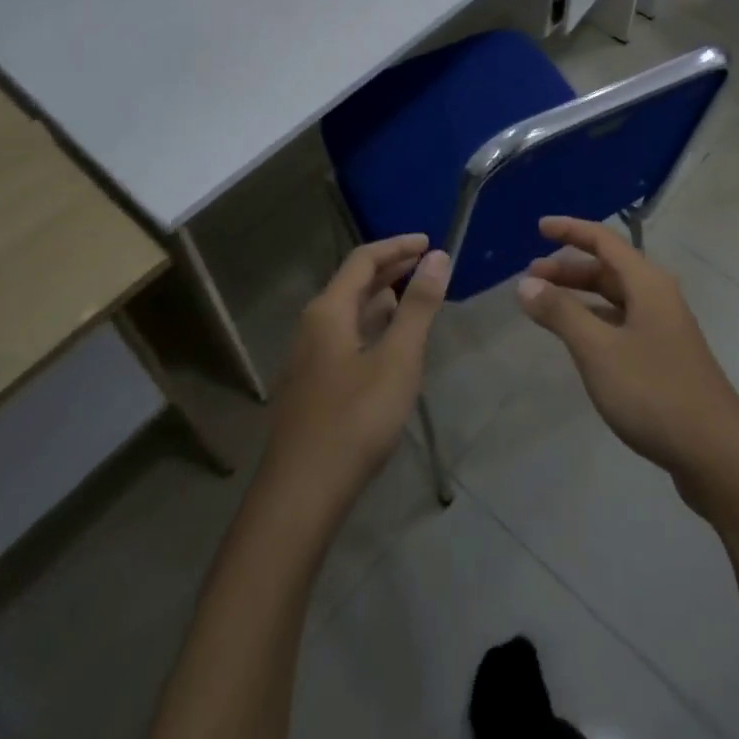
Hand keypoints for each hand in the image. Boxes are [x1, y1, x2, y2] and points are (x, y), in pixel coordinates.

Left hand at [263, 234, 449, 511]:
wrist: (301, 496)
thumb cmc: (355, 420)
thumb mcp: (398, 359)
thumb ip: (418, 306)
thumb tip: (437, 257)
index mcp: (328, 311)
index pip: (363, 259)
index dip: (397, 246)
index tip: (430, 242)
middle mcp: (313, 326)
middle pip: (353, 283)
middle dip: (391, 269)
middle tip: (428, 265)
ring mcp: (309, 358)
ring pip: (349, 312)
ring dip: (382, 298)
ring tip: (415, 297)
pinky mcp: (313, 385)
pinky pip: (346, 337)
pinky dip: (372, 325)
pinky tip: (390, 343)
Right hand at [516, 216, 738, 512]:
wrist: (717, 454)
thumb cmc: (654, 392)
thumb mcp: (598, 350)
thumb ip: (561, 313)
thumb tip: (526, 283)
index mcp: (647, 283)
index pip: (604, 241)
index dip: (570, 231)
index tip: (539, 228)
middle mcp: (659, 297)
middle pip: (609, 269)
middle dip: (570, 268)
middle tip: (531, 277)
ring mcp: (665, 329)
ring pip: (616, 298)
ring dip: (581, 296)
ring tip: (547, 306)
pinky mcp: (665, 358)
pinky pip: (622, 324)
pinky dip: (596, 322)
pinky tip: (580, 341)